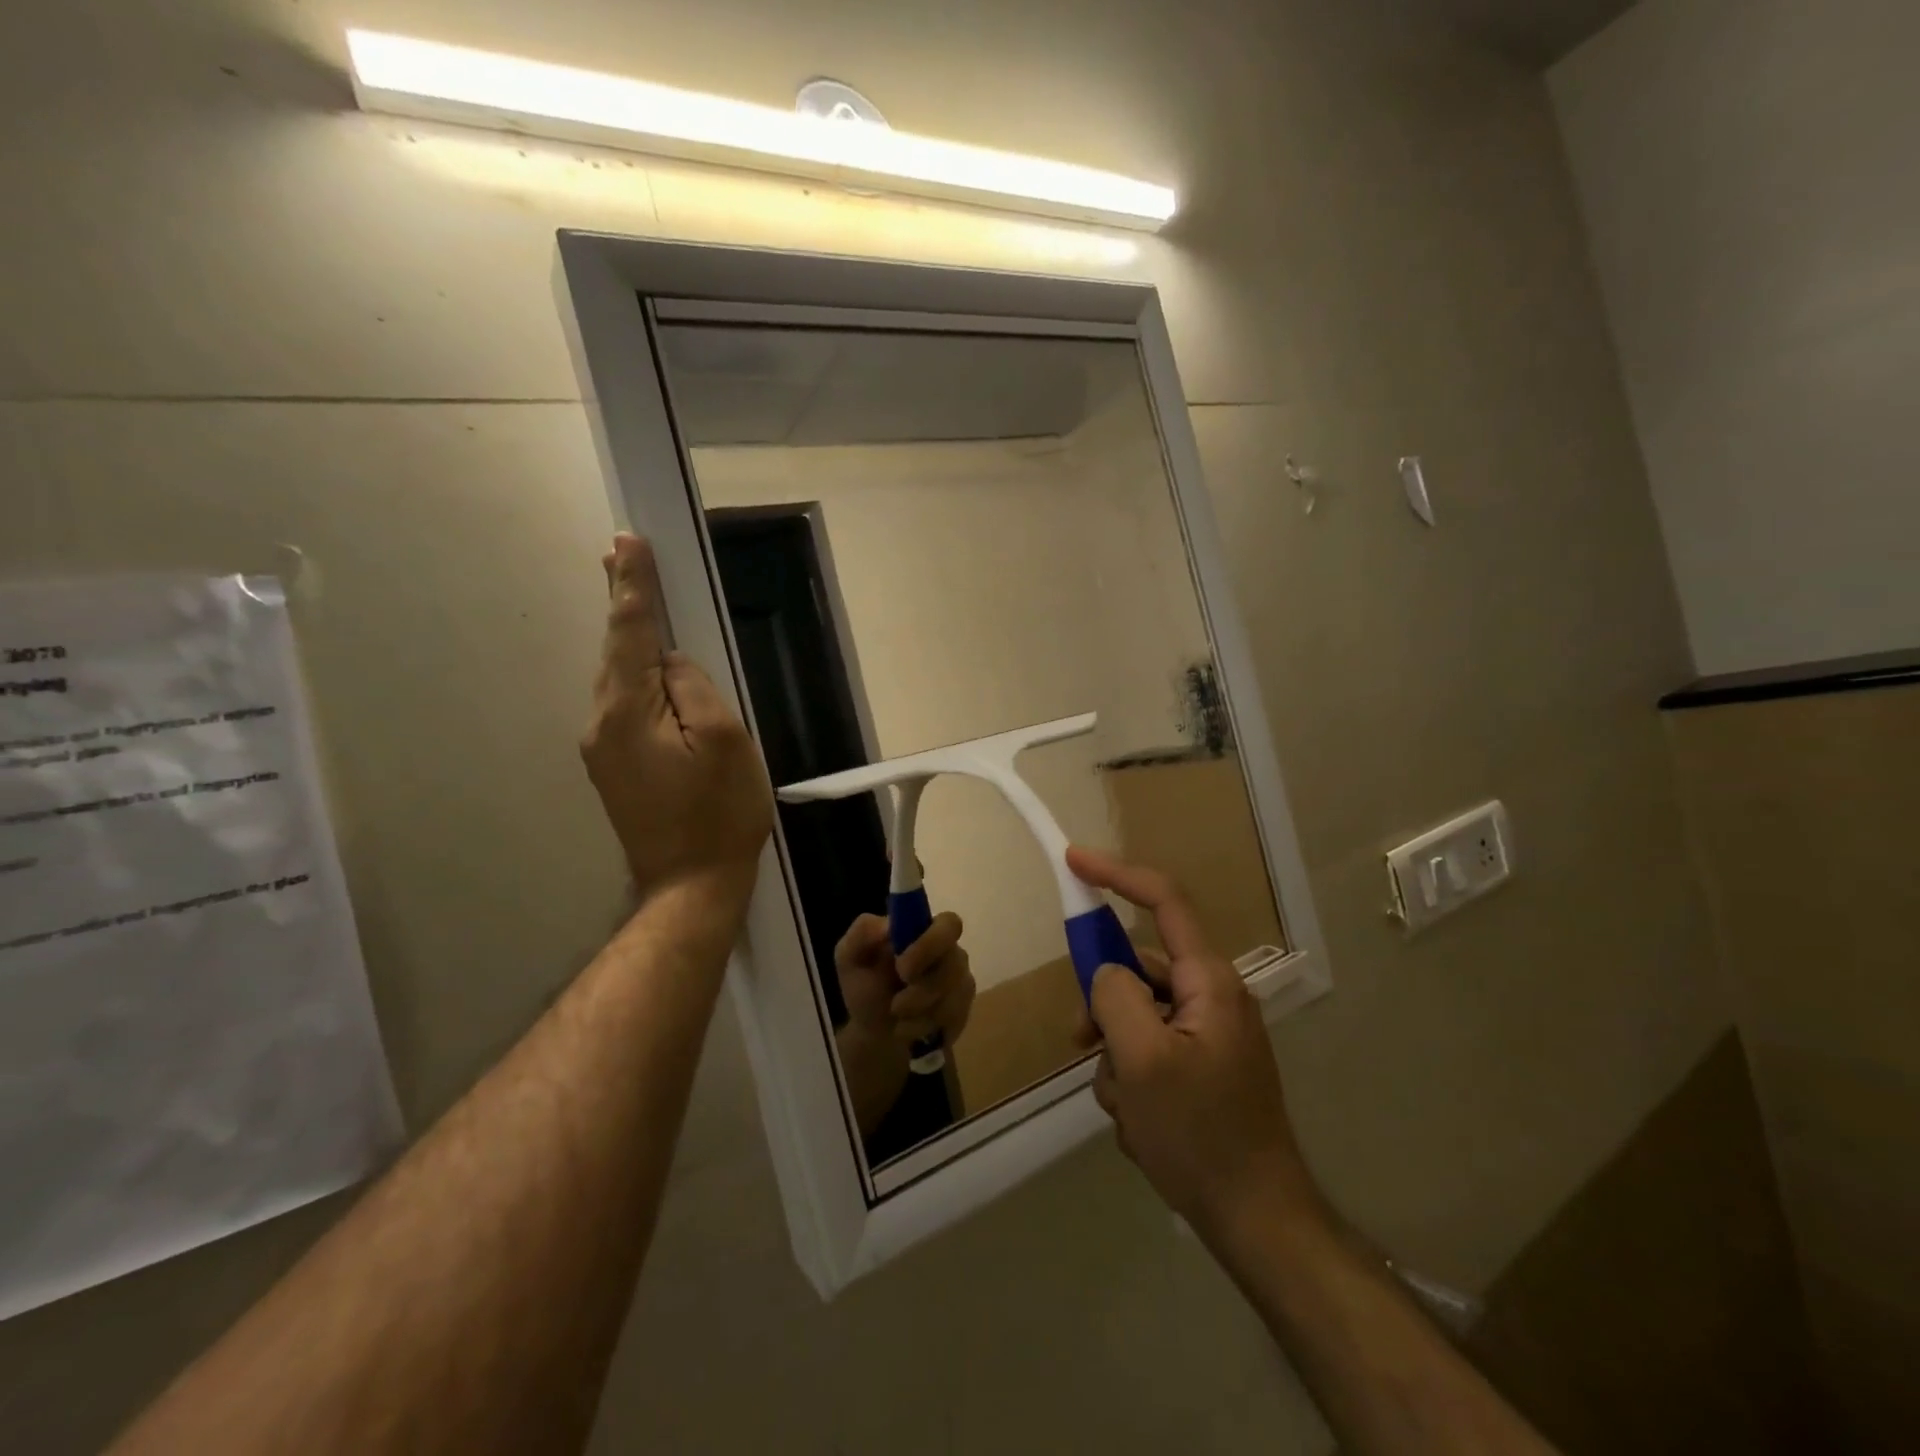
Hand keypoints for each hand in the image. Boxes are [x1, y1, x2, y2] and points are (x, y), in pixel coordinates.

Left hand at [580, 534, 772, 904]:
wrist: (691, 886)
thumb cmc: (719, 813)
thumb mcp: (724, 741)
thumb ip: (695, 688)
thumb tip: (672, 663)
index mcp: (626, 713)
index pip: (631, 634)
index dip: (633, 587)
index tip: (626, 543)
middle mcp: (600, 724)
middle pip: (615, 652)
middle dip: (622, 602)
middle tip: (619, 552)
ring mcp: (601, 749)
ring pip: (617, 679)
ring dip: (628, 637)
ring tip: (632, 595)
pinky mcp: (613, 767)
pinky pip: (623, 705)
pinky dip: (632, 673)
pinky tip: (645, 665)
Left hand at [833, 911, 975, 1136]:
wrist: (874, 1032)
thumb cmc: (864, 987)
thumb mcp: (849, 958)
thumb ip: (861, 933)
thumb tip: (888, 925)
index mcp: (923, 931)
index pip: (949, 924)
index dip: (931, 944)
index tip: (902, 966)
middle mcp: (948, 951)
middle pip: (956, 962)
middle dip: (924, 987)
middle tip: (896, 1003)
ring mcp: (960, 981)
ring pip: (953, 995)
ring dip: (918, 1012)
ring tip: (896, 1014)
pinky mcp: (963, 1010)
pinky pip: (954, 1018)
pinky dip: (924, 1027)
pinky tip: (908, 1028)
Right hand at [1068, 845, 1321, 1244]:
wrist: (1257, 1221)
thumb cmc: (1201, 1135)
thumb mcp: (1142, 1060)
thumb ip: (1114, 997)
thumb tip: (1105, 973)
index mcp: (1208, 981)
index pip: (1164, 901)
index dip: (1117, 874)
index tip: (1073, 862)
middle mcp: (1211, 998)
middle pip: (1138, 971)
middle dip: (1104, 1006)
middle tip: (1084, 1042)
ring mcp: (1207, 1036)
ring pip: (1136, 1018)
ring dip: (1116, 1057)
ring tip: (1126, 1108)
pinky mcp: (1201, 1069)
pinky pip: (1148, 1053)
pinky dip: (1132, 1081)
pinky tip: (1140, 1126)